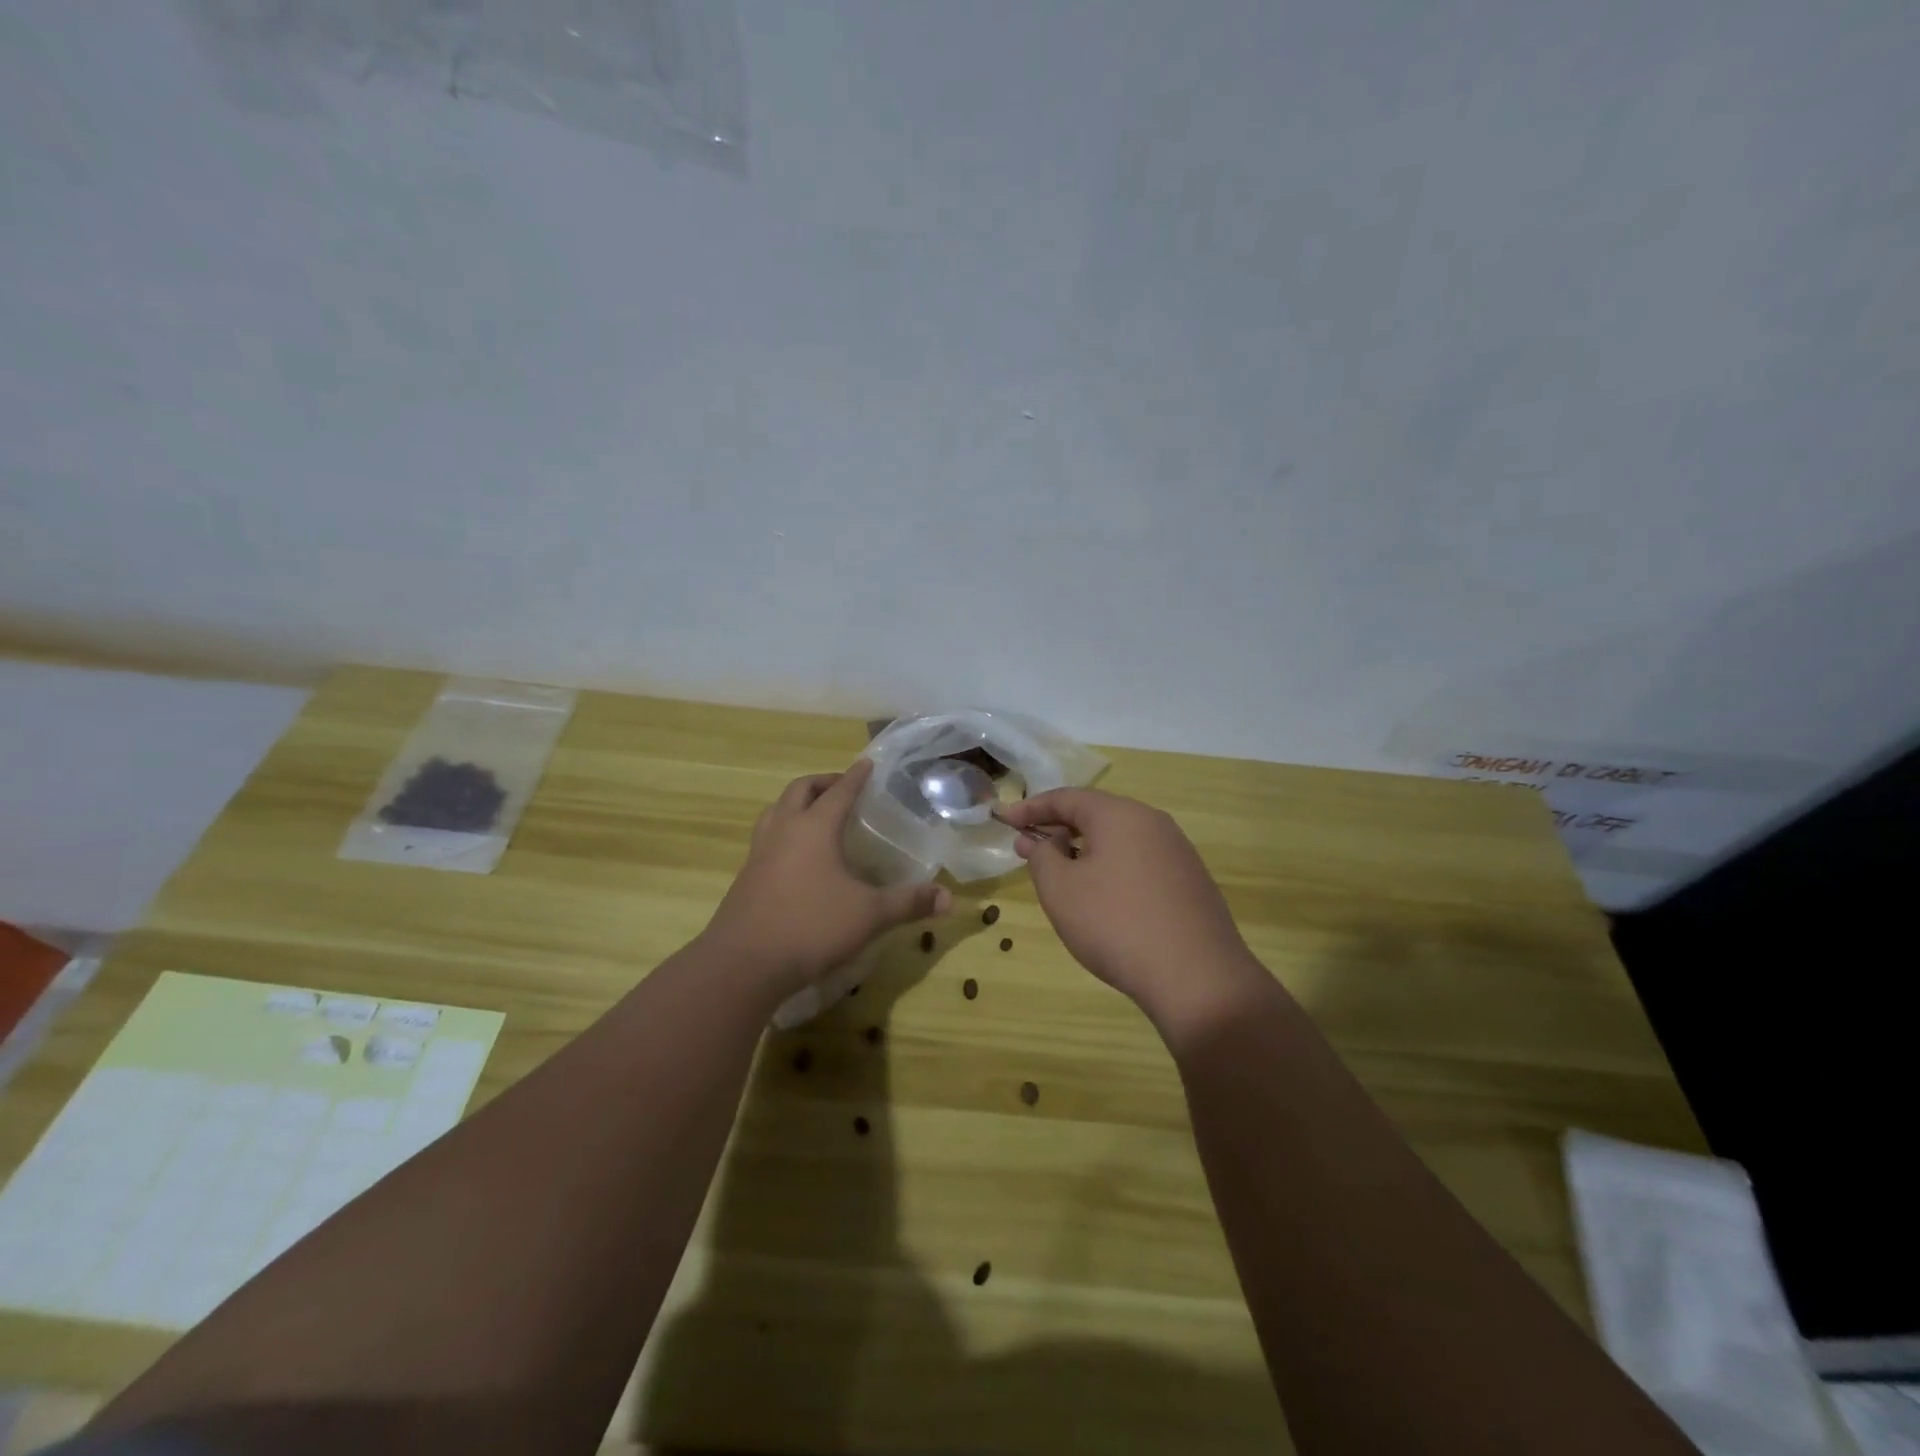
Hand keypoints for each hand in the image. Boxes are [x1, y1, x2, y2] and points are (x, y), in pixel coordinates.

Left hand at [702, 758, 952, 997]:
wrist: (743, 964)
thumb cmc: (810, 927)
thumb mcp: (869, 915)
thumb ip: (908, 903)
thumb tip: (948, 898)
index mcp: (814, 828)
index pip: (839, 791)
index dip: (856, 776)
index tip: (868, 764)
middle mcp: (784, 831)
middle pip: (800, 790)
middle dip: (822, 783)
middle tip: (843, 788)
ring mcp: (759, 853)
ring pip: (776, 811)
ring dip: (796, 804)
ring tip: (816, 814)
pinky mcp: (746, 877)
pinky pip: (766, 838)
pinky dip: (784, 832)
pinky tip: (796, 857)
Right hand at [998, 788, 1272, 1037]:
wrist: (1197, 978)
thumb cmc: (1115, 924)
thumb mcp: (1061, 890)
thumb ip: (1042, 856)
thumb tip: (1042, 840)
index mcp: (1120, 814)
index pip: (1066, 798)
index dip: (1031, 808)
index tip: (1004, 820)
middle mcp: (1152, 822)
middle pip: (1096, 815)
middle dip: (1058, 829)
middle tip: (1029, 850)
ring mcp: (1177, 851)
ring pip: (1119, 839)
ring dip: (1085, 850)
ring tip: (1062, 876)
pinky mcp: (1190, 881)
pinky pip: (1139, 861)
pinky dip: (1112, 868)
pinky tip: (1102, 899)